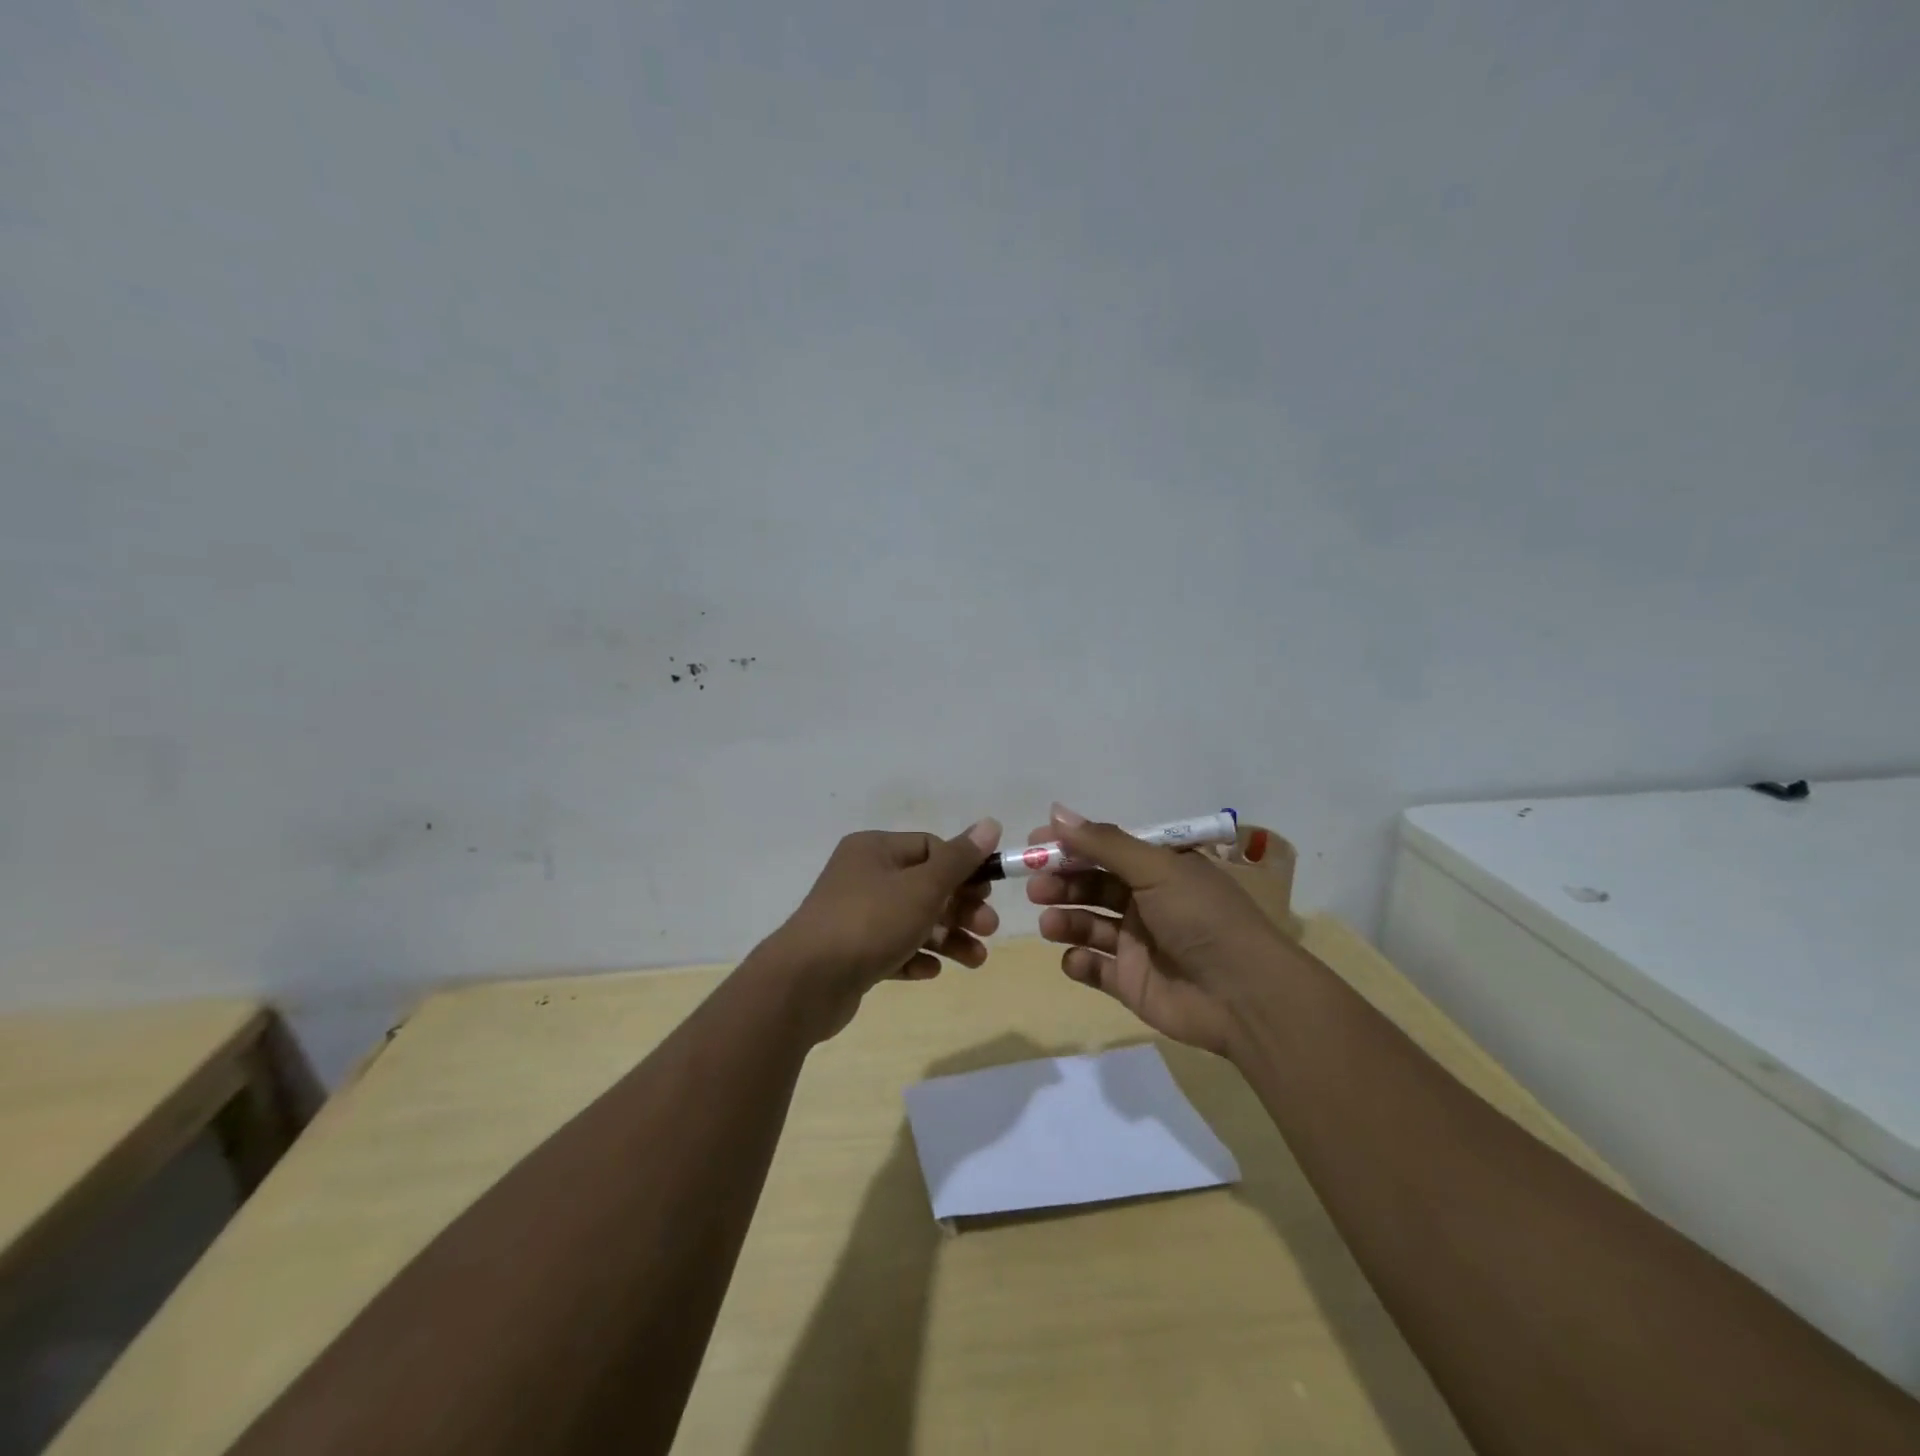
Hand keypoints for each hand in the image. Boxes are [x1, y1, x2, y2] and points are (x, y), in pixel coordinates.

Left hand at [768, 820, 1002, 1038]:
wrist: (805, 983)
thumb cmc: (869, 922)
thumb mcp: (922, 887)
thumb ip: (959, 859)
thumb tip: (991, 823)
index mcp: (874, 850)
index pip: (930, 848)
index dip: (963, 868)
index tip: (988, 893)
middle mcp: (862, 877)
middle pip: (924, 886)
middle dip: (960, 908)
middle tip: (988, 929)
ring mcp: (854, 916)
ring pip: (912, 921)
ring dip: (947, 937)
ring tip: (976, 960)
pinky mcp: (851, 953)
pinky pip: (892, 949)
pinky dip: (915, 957)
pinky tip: (932, 972)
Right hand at [1028, 804, 1286, 1055]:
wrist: (1244, 996)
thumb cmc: (1202, 917)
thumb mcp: (1156, 868)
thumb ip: (1103, 844)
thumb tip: (1055, 812)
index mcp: (1160, 868)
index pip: (1106, 849)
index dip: (1071, 845)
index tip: (1034, 843)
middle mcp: (1148, 901)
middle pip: (1092, 886)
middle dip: (1061, 883)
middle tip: (1034, 887)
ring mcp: (1138, 943)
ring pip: (1089, 925)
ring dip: (1065, 920)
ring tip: (1049, 923)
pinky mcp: (1131, 982)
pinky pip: (1095, 968)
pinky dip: (1079, 962)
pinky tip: (1076, 959)